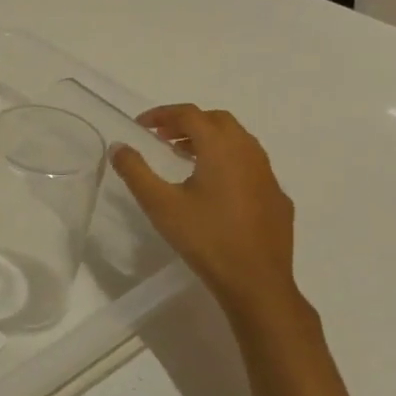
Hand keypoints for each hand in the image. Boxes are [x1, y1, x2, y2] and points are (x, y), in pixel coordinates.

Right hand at [110, 104, 299, 316]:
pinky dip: (227, 161)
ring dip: (208, 140)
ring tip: (183, 157)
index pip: (190, 115)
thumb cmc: (205, 238)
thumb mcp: (160, 204)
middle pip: (218, 121)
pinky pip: (250, 165)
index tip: (140, 125)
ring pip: (238, 141)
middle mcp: (249, 153)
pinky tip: (213, 188)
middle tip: (161, 137)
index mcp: (221, 149)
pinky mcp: (276, 197)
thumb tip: (118, 146)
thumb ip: (135, 171)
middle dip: (187, 122)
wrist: (256, 281)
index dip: (163, 114)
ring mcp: (268, 176)